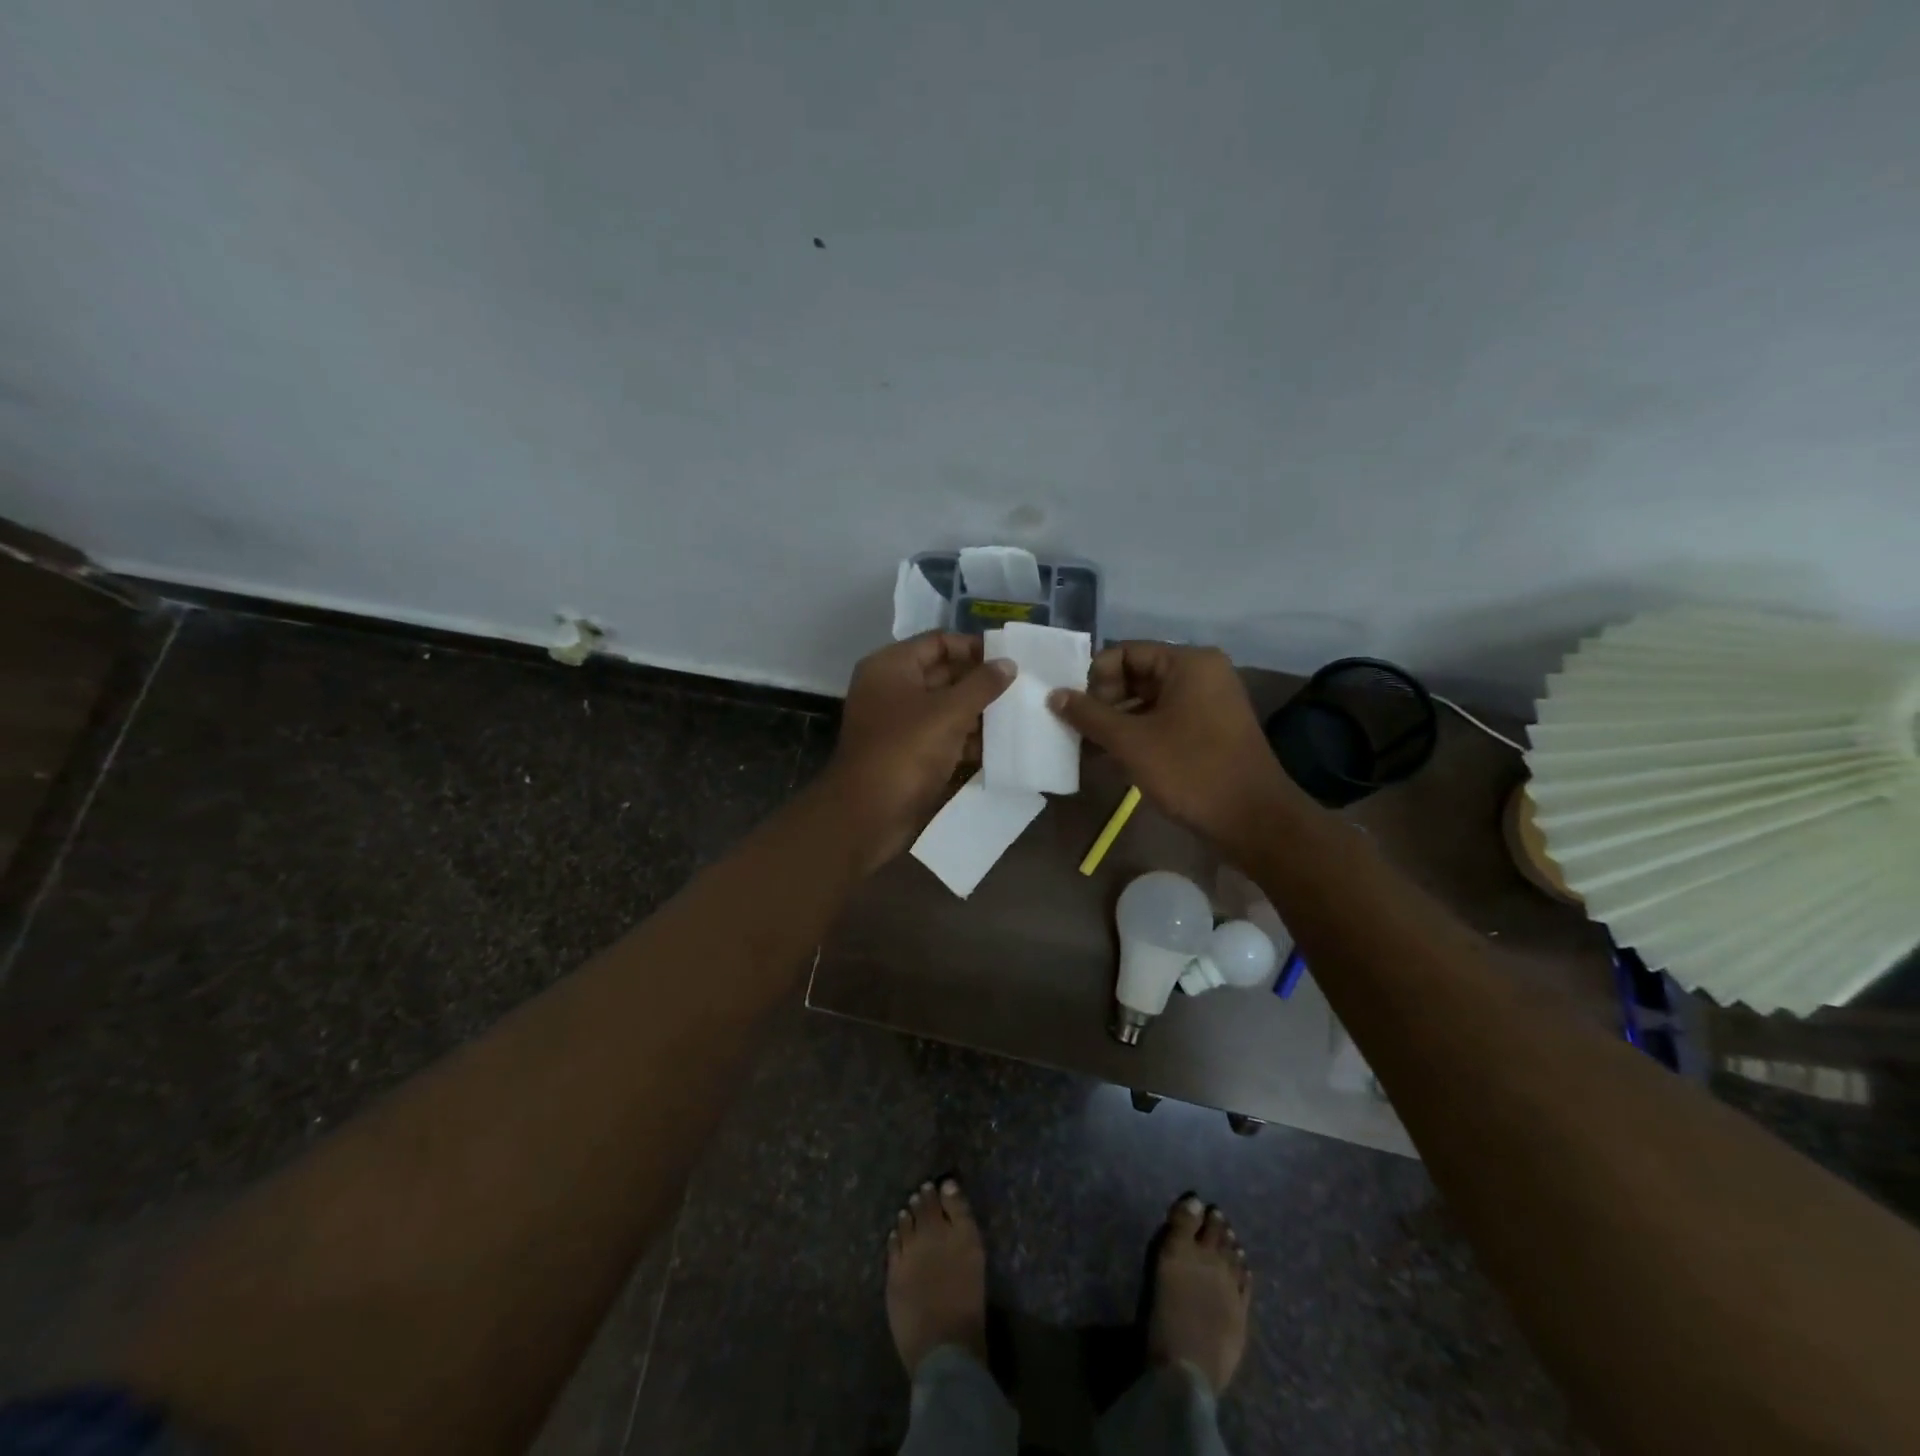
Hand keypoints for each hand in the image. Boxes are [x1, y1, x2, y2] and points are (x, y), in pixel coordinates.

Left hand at [822, 633, 1014, 870]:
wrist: (867, 814)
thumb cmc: (905, 751)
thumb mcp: (948, 712)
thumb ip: (982, 685)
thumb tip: (1008, 663)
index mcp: (892, 667)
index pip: (938, 643)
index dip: (973, 648)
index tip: (1009, 660)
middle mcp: (892, 689)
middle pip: (944, 675)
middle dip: (980, 683)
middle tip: (1021, 690)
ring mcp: (899, 724)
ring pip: (946, 708)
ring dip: (978, 714)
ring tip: (1018, 717)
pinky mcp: (908, 754)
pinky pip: (942, 737)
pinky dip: (967, 740)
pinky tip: (1000, 747)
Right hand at [1048, 642, 1302, 851]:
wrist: (1253, 820)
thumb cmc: (1191, 772)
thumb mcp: (1131, 742)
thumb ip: (1089, 715)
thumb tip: (1054, 695)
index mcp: (1188, 662)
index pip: (1125, 652)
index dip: (1095, 678)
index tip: (1077, 711)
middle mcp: (1201, 673)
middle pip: (1136, 674)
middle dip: (1104, 701)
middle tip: (1080, 731)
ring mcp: (1209, 701)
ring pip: (1148, 700)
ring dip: (1117, 721)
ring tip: (1090, 748)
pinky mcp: (1209, 729)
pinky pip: (1164, 719)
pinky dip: (1138, 733)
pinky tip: (1114, 758)